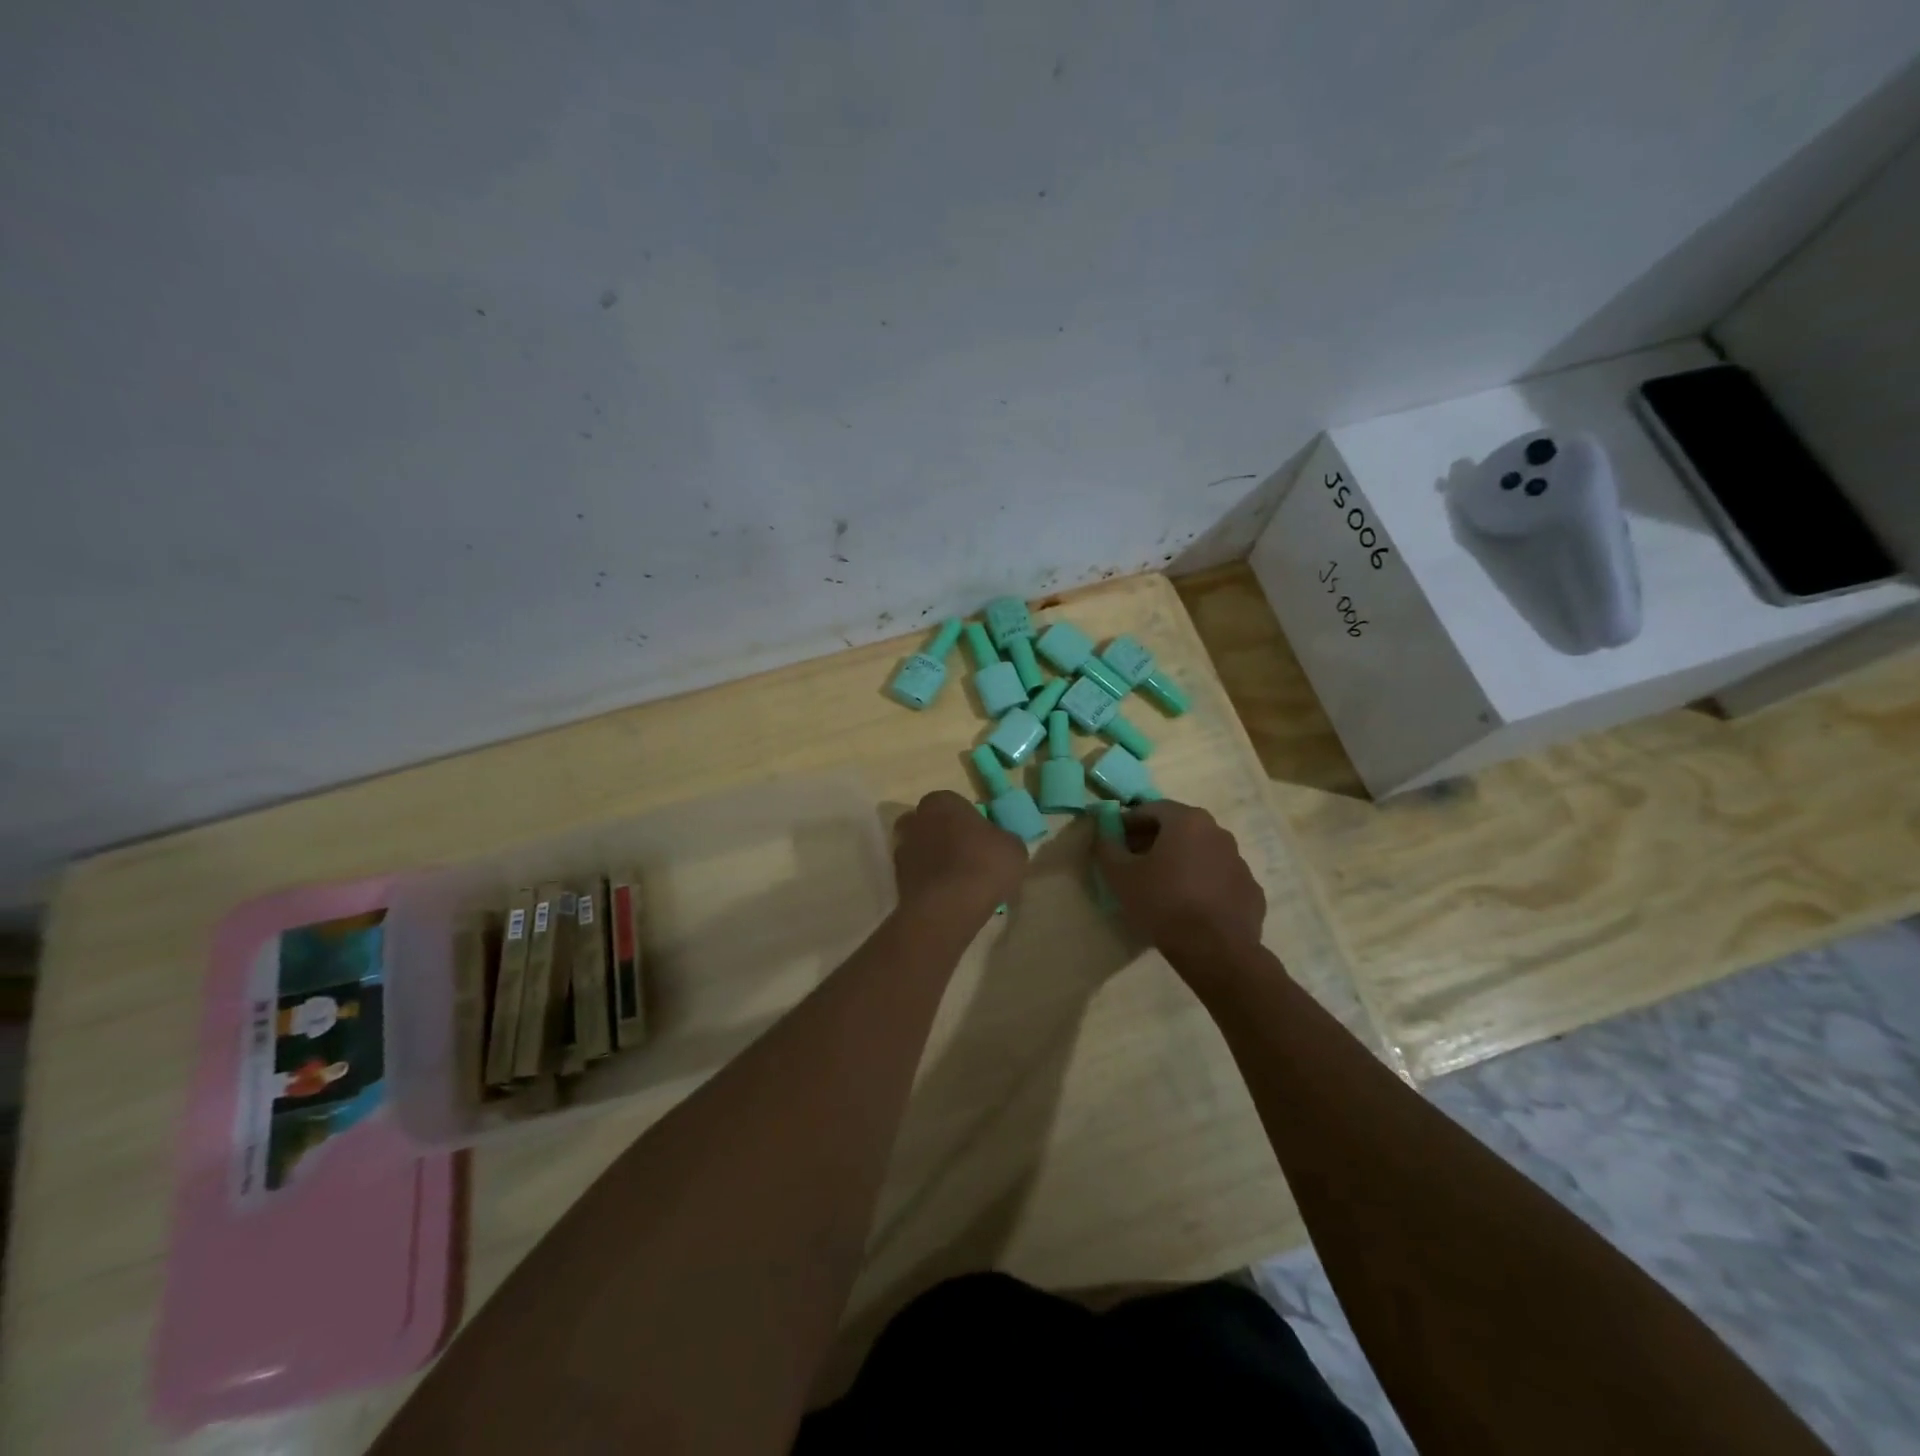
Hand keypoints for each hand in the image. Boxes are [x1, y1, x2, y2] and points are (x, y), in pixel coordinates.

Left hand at [892, 790, 1026, 924]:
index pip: (955, 803)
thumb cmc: (983, 865)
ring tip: (960, 880)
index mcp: (942, 801)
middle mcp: (915, 819)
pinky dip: (930, 881)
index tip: (983, 839)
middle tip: (968, 856)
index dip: (969, 820)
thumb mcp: (1013, 847)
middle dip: (945, 836)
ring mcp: (902, 849)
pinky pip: (919, 874)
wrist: (948, 907)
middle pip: (932, 823)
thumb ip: (1004, 839)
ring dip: (936, 859)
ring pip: (922, 849)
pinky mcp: (897, 879)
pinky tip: (949, 896)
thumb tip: (1000, 844)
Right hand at [1093, 800, 1265, 960]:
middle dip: (1154, 840)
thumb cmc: (1162, 903)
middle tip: (1135, 863)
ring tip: (1162, 887)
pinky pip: (1219, 878)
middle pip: (1179, 828)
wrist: (1214, 950)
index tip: (1116, 841)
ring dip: (1181, 861)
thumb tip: (1103, 831)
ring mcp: (1239, 861)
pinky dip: (1203, 884)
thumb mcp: (1120, 875)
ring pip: (1201, 852)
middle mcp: (1218, 832)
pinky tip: (1189, 906)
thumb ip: (1106, 846)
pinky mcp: (1250, 890)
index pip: (1152, 809)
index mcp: (1187, 821)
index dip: (1129, 823)